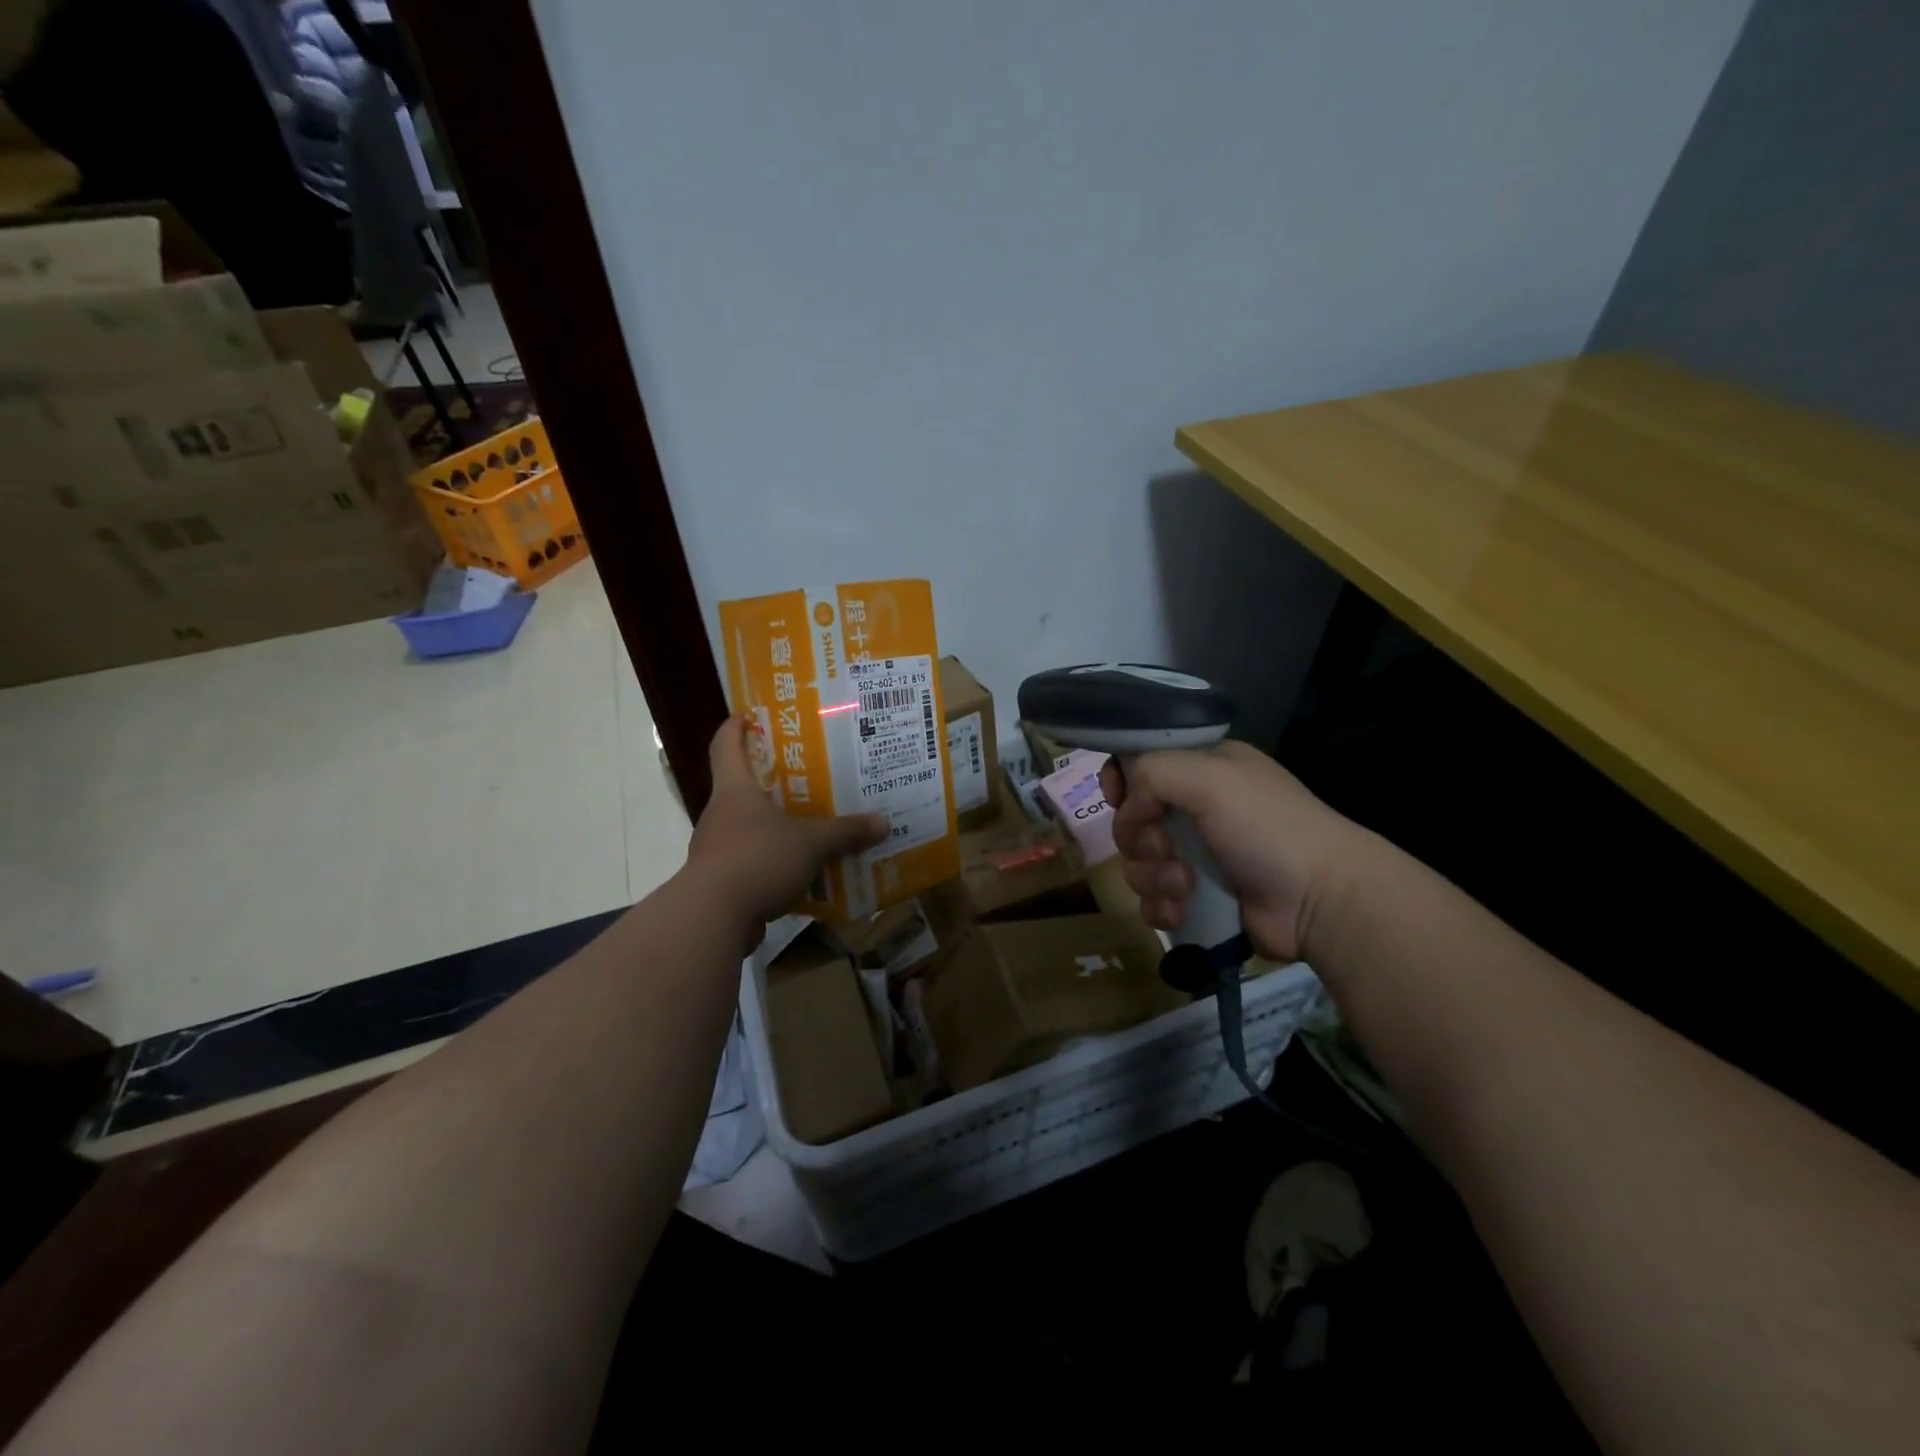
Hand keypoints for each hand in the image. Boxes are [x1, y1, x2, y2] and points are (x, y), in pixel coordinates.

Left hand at [686, 716, 889, 924]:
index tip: (748, 715)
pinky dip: (772, 863)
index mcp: (735, 791)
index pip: (726, 746)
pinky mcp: (720, 882)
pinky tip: (800, 871)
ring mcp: (716, 849)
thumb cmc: (757, 858)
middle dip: (769, 780)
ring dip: (773, 826)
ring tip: (809, 825)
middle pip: (740, 787)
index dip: (735, 728)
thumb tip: (883, 823)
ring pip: (747, 828)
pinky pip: (751, 863)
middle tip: (804, 775)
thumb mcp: (811, 842)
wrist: (711, 917)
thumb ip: (845, 832)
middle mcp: (720, 814)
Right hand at [1102, 741, 1359, 963]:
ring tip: (1186, 887)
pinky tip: (1182, 911)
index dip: (1121, 781)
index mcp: (1203, 768)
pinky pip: (1152, 900)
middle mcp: (1196, 808)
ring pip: (1138, 864)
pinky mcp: (1197, 899)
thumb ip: (1152, 773)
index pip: (1140, 764)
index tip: (1120, 800)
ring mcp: (1196, 855)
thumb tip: (1128, 811)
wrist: (1319, 901)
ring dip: (1154, 878)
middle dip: (1141, 840)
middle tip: (1168, 850)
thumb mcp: (1210, 776)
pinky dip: (1162, 907)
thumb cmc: (1266, 827)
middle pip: (1132, 820)